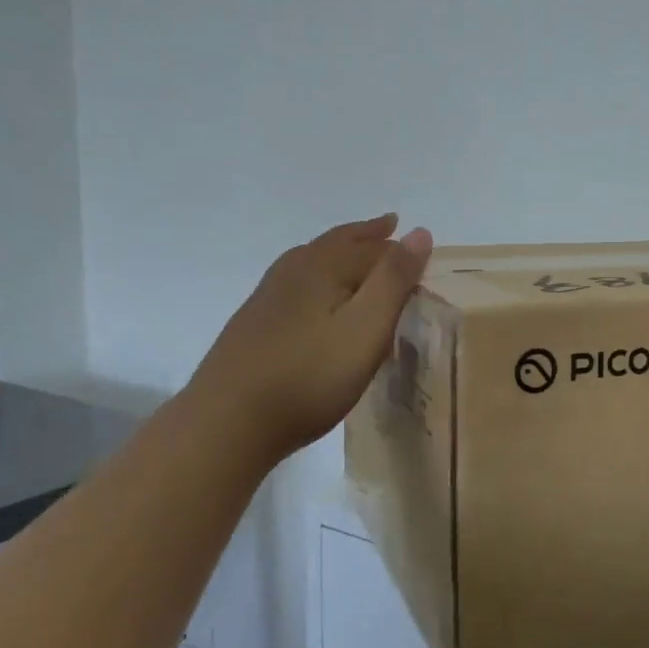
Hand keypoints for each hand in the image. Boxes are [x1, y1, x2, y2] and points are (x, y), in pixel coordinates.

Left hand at [186, 214, 432, 465]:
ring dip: (340, 252)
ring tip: (356, 251)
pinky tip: (315, 297)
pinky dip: (320, 276)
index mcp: (323, 266)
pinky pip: (298, 283)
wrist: (227, 422)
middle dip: (366, 236)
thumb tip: (420, 231)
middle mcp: (293, 270)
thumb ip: (393, 280)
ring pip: (313, 260)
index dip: (399, 247)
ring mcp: (268, 296)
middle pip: (337, 243)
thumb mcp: (365, 328)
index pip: (372, 247)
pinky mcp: (254, 322)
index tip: (422, 247)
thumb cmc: (309, 376)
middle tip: (388, 225)